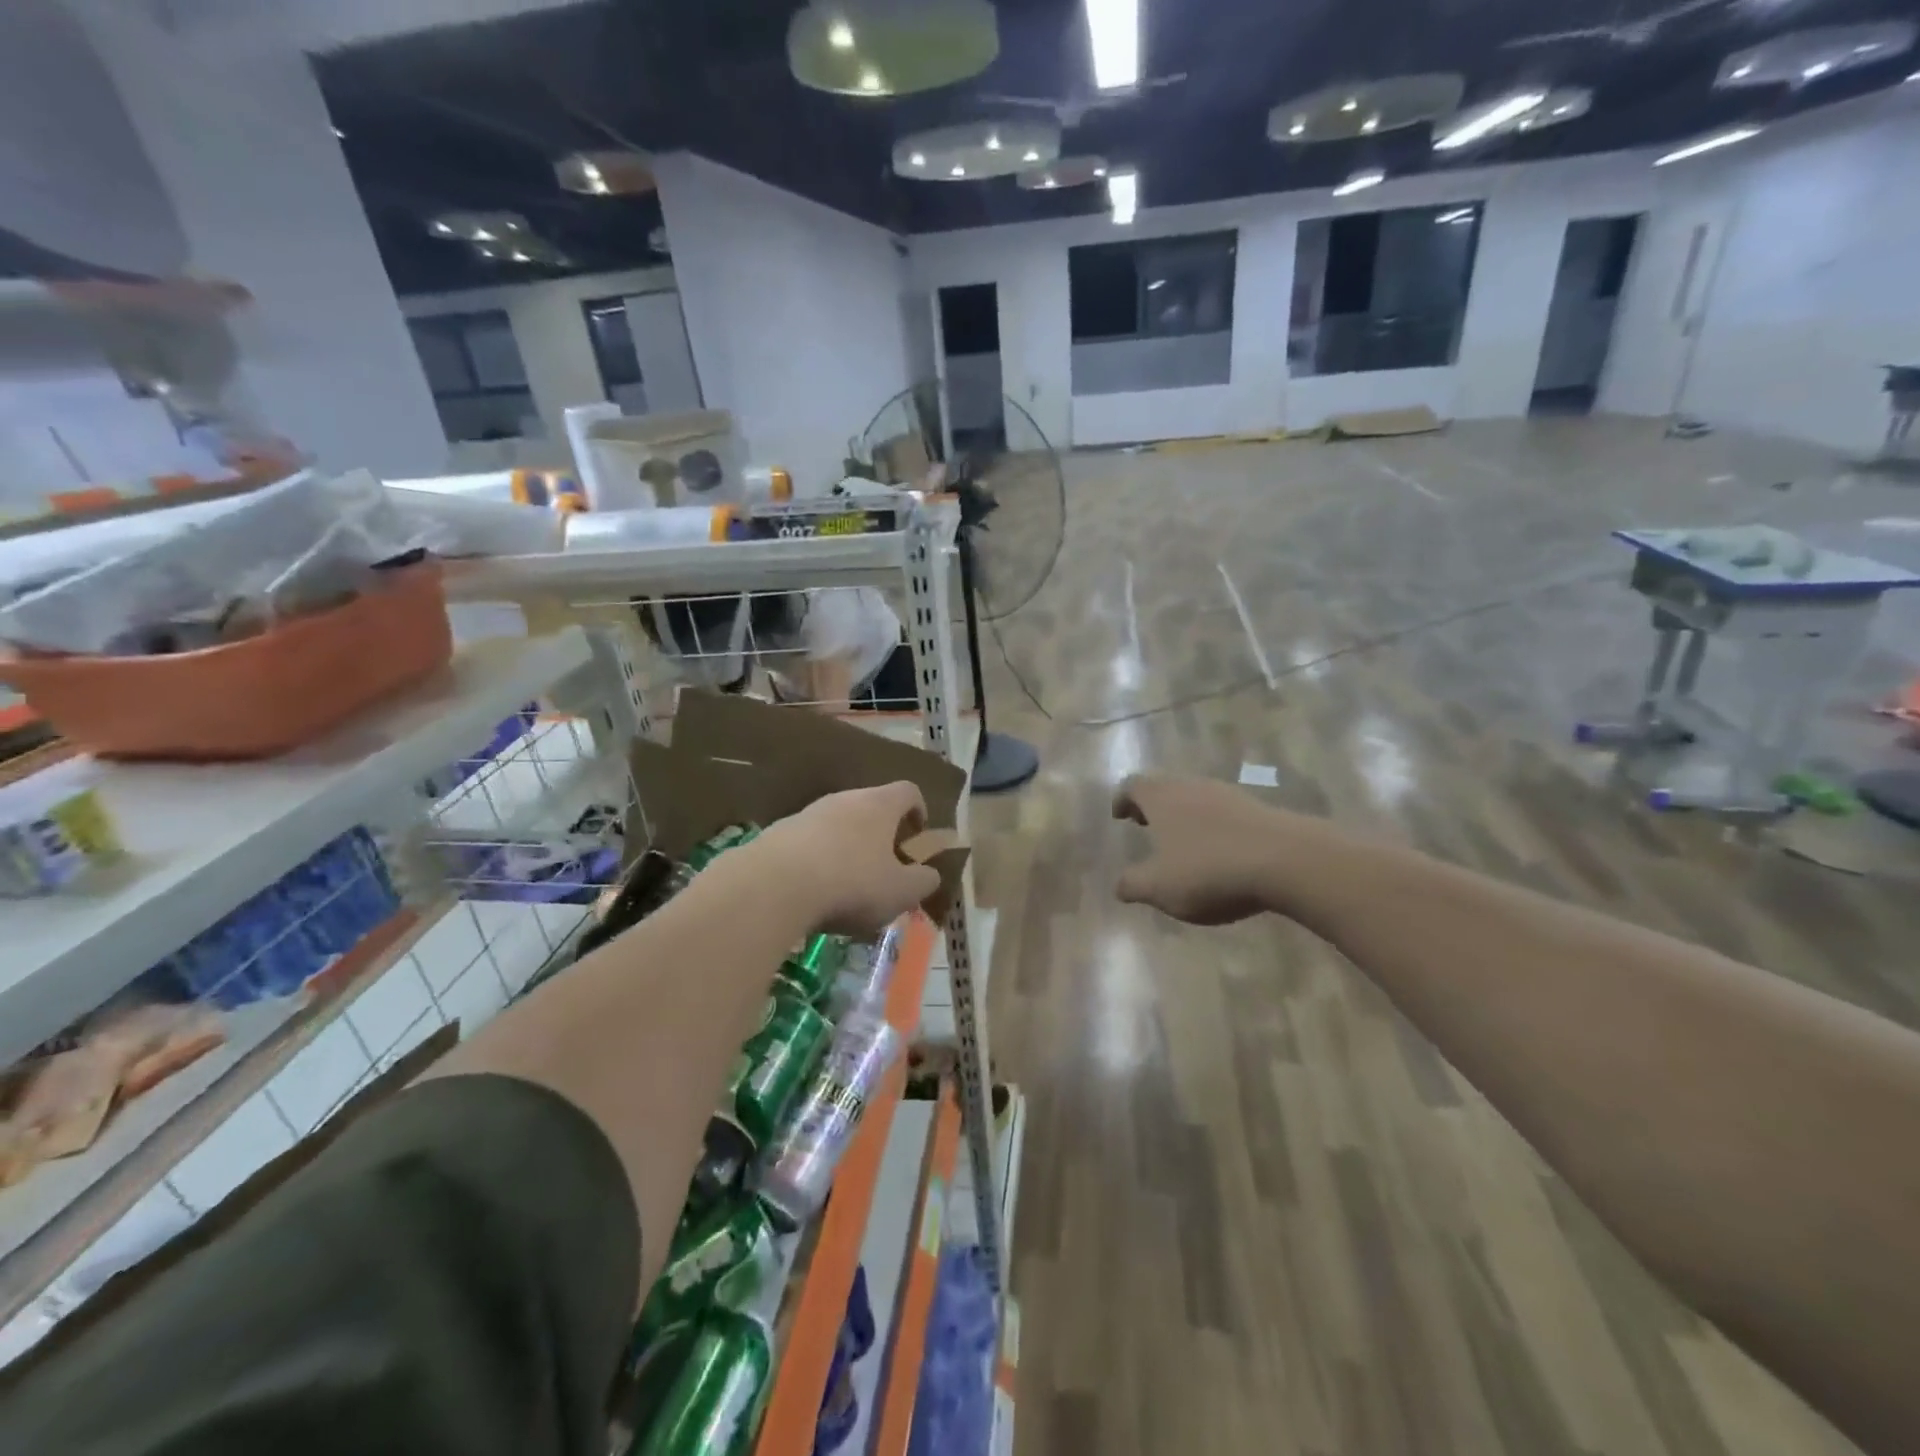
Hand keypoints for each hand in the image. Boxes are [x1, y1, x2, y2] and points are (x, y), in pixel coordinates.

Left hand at [753, 782, 941, 935]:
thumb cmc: (851, 883)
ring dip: (846, 847)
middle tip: (884, 867)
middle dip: (880, 834)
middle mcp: (844, 798)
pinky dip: (816, 860)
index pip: (908, 791)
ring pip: (836, 824)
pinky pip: (807, 842)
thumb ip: (923, 881)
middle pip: (870, 807)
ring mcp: (807, 813)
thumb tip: (930, 875)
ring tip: (847, 885)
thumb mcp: (901, 891)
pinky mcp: (778, 833)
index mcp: (879, 805)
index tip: (917, 837)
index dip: (918, 811)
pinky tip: (813, 892)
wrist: (773, 886)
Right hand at [1113, 774, 1293, 924]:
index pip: (1133, 786)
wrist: (1287, 861)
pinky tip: (1219, 851)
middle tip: (1145, 825)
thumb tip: (1119, 886)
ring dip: (1184, 815)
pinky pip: (1224, 812)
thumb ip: (1134, 885)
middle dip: (1153, 806)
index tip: (1119, 815)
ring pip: (1195, 797)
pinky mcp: (1257, 809)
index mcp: (1161, 798)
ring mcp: (1227, 795)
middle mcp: (1191, 787)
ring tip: (1182, 842)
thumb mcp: (1160, 888)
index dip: (1122, 799)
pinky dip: (1213, 826)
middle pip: (1165, 787)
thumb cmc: (1209, 870)